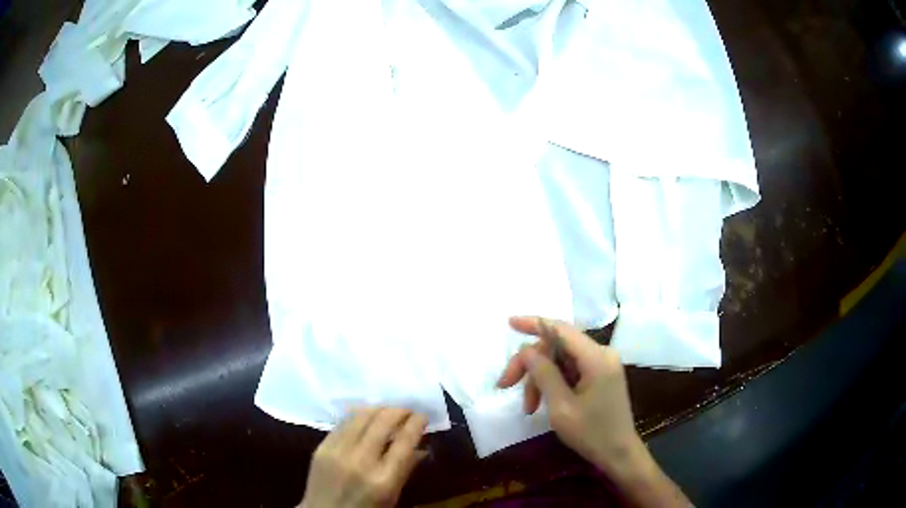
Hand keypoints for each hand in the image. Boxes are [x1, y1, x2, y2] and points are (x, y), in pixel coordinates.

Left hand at [300, 408, 427, 507]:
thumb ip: (405, 470)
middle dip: (399, 410)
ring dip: (378, 409)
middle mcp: (361, 461)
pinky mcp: (322, 447)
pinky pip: (343, 423)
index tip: (423, 415)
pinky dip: (358, 416)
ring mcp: (338, 452)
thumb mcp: (392, 497)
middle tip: (408, 410)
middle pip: (383, 422)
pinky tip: (365, 416)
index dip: (416, 422)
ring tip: (388, 410)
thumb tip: (422, 447)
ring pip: (361, 416)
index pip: (405, 441)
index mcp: (384, 479)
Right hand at [497, 317, 640, 473]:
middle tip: (506, 385)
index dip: (533, 323)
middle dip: (531, 365)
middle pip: (557, 347)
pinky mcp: (600, 376)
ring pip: (561, 360)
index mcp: (597, 358)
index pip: (561, 329)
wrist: (619, 453)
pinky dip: (553, 383)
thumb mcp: (561, 407)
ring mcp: (602, 365)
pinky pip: (570, 370)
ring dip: (540, 379)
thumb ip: (544, 374)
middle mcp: (602, 354)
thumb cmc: (591, 433)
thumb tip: (527, 350)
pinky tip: (542, 403)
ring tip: (529, 407)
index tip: (509, 323)